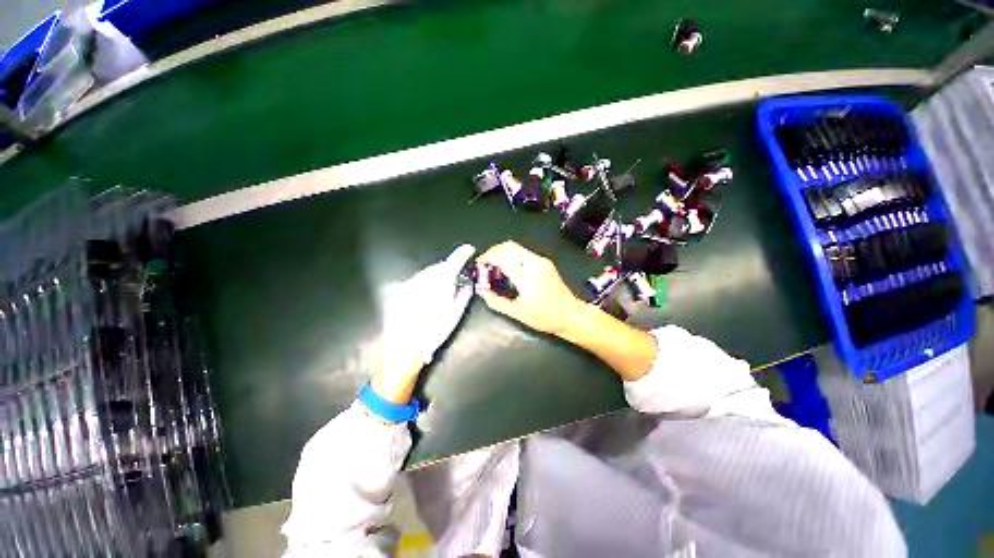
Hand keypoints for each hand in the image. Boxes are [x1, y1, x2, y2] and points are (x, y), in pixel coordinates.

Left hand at [375, 244, 475, 402]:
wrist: (404, 347)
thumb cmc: (434, 332)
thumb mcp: (455, 315)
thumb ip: (464, 295)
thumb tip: (468, 283)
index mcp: (441, 282)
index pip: (454, 261)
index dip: (463, 253)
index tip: (469, 250)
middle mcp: (424, 278)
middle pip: (440, 266)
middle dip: (448, 269)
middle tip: (455, 278)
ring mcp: (410, 282)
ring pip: (427, 272)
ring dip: (435, 276)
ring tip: (439, 292)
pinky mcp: (399, 289)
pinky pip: (416, 280)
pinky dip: (423, 283)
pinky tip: (424, 297)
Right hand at [476, 241, 586, 336]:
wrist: (571, 315)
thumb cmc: (544, 316)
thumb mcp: (517, 313)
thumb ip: (496, 301)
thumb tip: (481, 291)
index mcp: (526, 274)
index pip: (502, 257)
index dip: (487, 258)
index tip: (479, 265)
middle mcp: (534, 262)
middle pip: (509, 246)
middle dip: (494, 252)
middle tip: (485, 264)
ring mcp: (542, 261)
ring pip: (517, 248)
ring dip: (503, 253)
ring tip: (495, 268)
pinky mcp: (545, 263)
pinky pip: (524, 254)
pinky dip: (512, 257)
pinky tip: (509, 270)